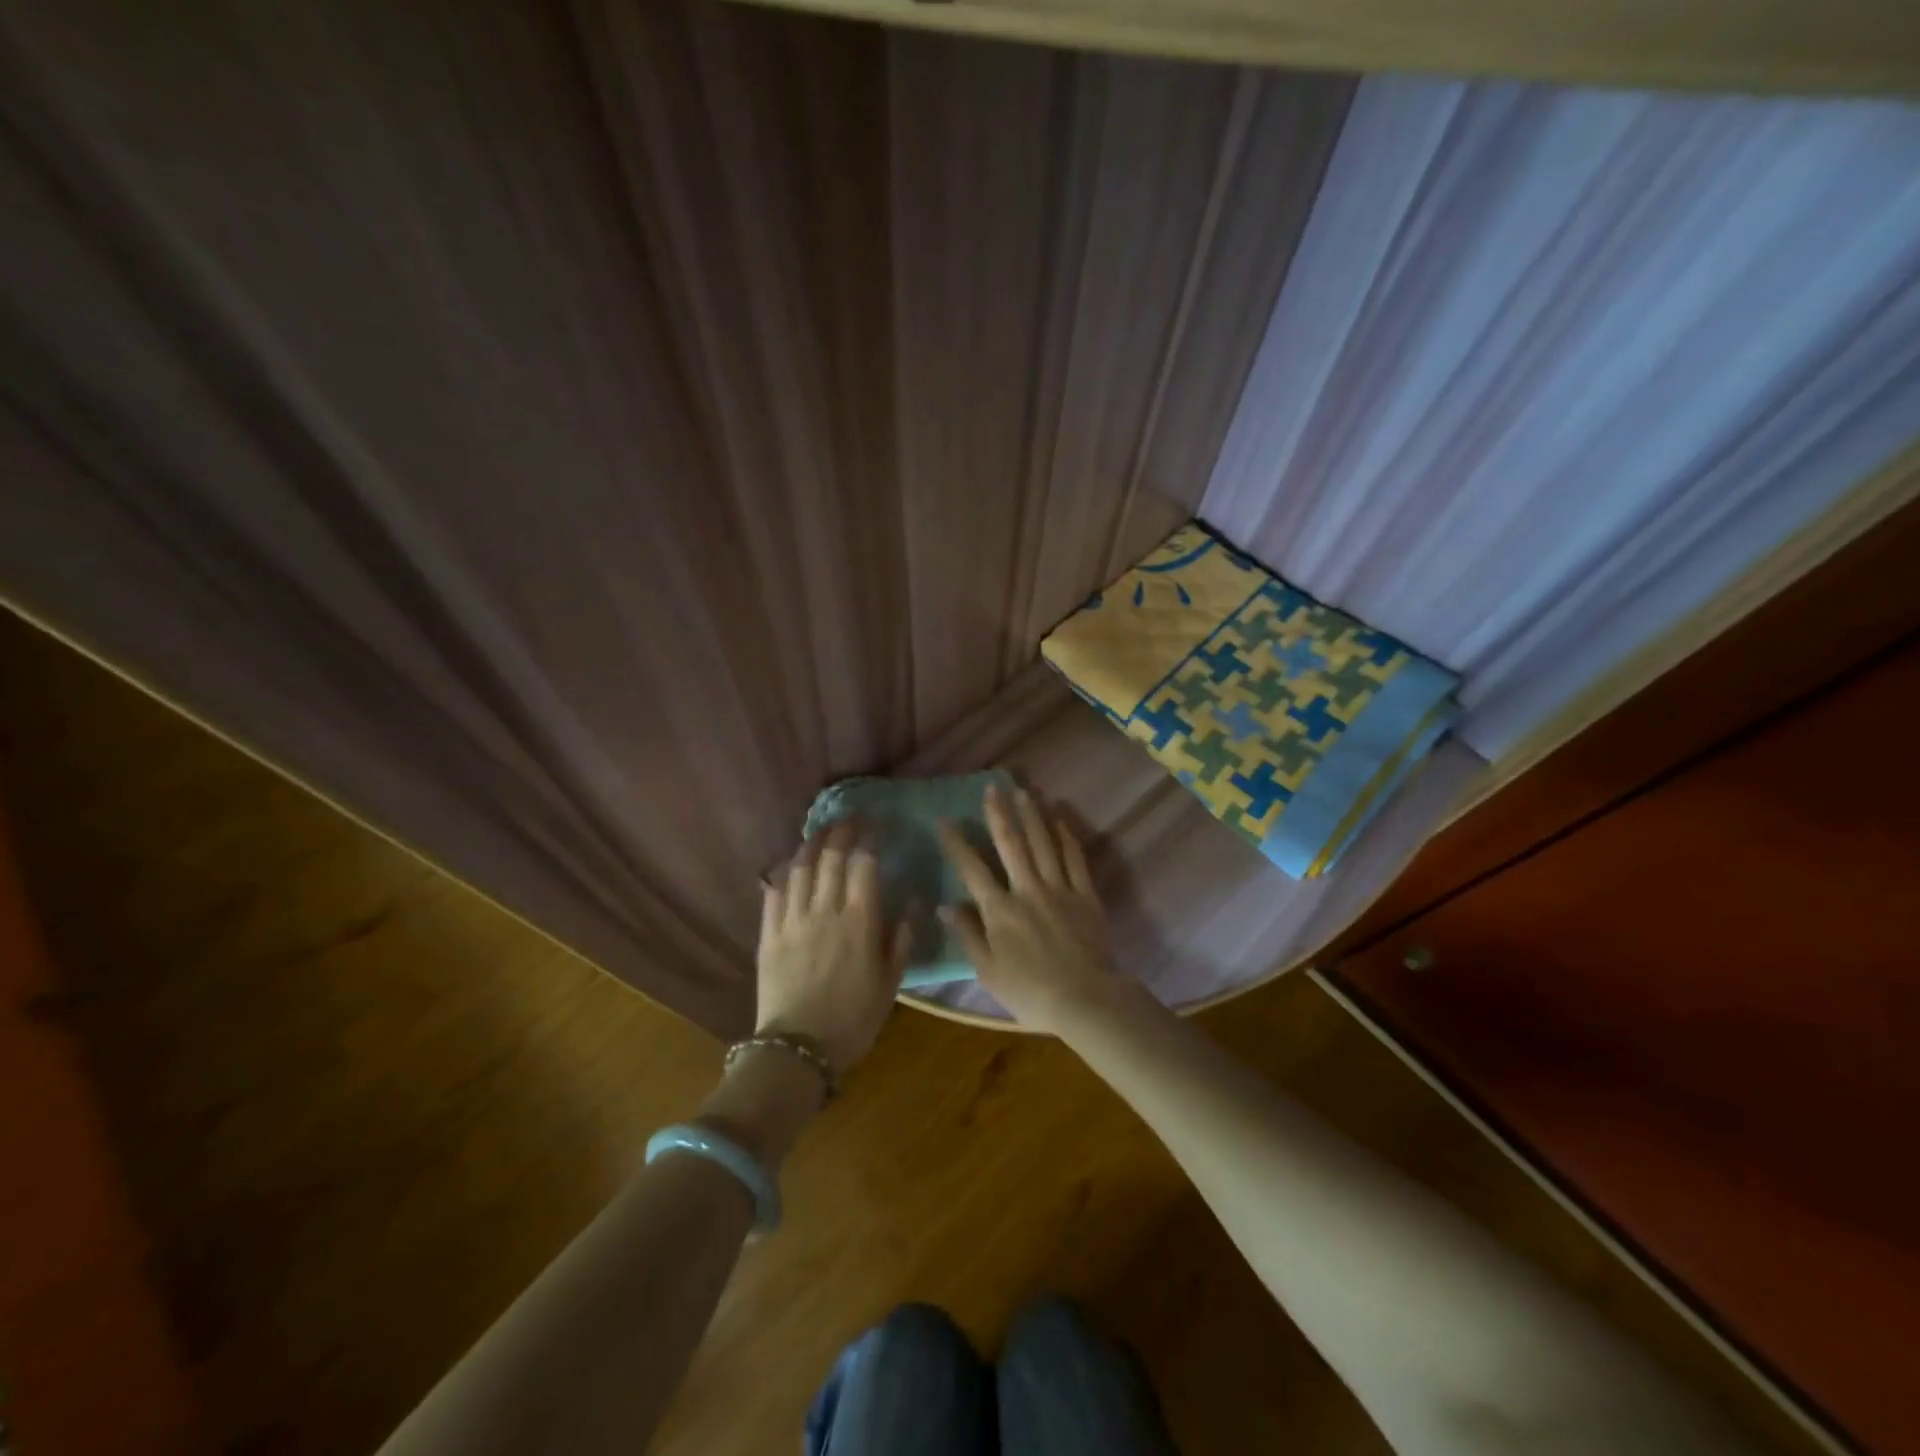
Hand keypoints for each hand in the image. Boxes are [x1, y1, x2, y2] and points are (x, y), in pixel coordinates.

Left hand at [756, 821, 910, 1078]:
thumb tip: (915, 902)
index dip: (869, 840)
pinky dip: (782, 872)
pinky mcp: (769, 933)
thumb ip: (902, 939)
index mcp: (859, 920)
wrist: (799, 1049)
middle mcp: (825, 910)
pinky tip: (788, 865)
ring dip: (810, 844)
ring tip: (819, 832)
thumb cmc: (853, 1019)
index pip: (863, 865)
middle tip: (848, 820)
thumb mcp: (890, 983)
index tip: (874, 827)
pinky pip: (774, 892)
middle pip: (831, 857)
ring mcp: (793, 920)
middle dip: (840, 832)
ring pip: (800, 868)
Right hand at [936, 785, 1115, 1033]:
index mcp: (999, 910)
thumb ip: (967, 935)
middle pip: (1011, 844)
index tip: (945, 820)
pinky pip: (1074, 858)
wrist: (1084, 999)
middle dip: (999, 814)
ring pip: (1043, 843)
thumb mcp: (988, 971)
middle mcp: (1026, 890)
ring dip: (1032, 815)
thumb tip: (946, 905)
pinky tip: (1059, 818)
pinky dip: (1065, 836)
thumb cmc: (1029, 992)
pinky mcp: (1085, 894)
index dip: (957, 843)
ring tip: (1023, 791)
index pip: (972, 869)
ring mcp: (1058, 888)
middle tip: (992, 787)